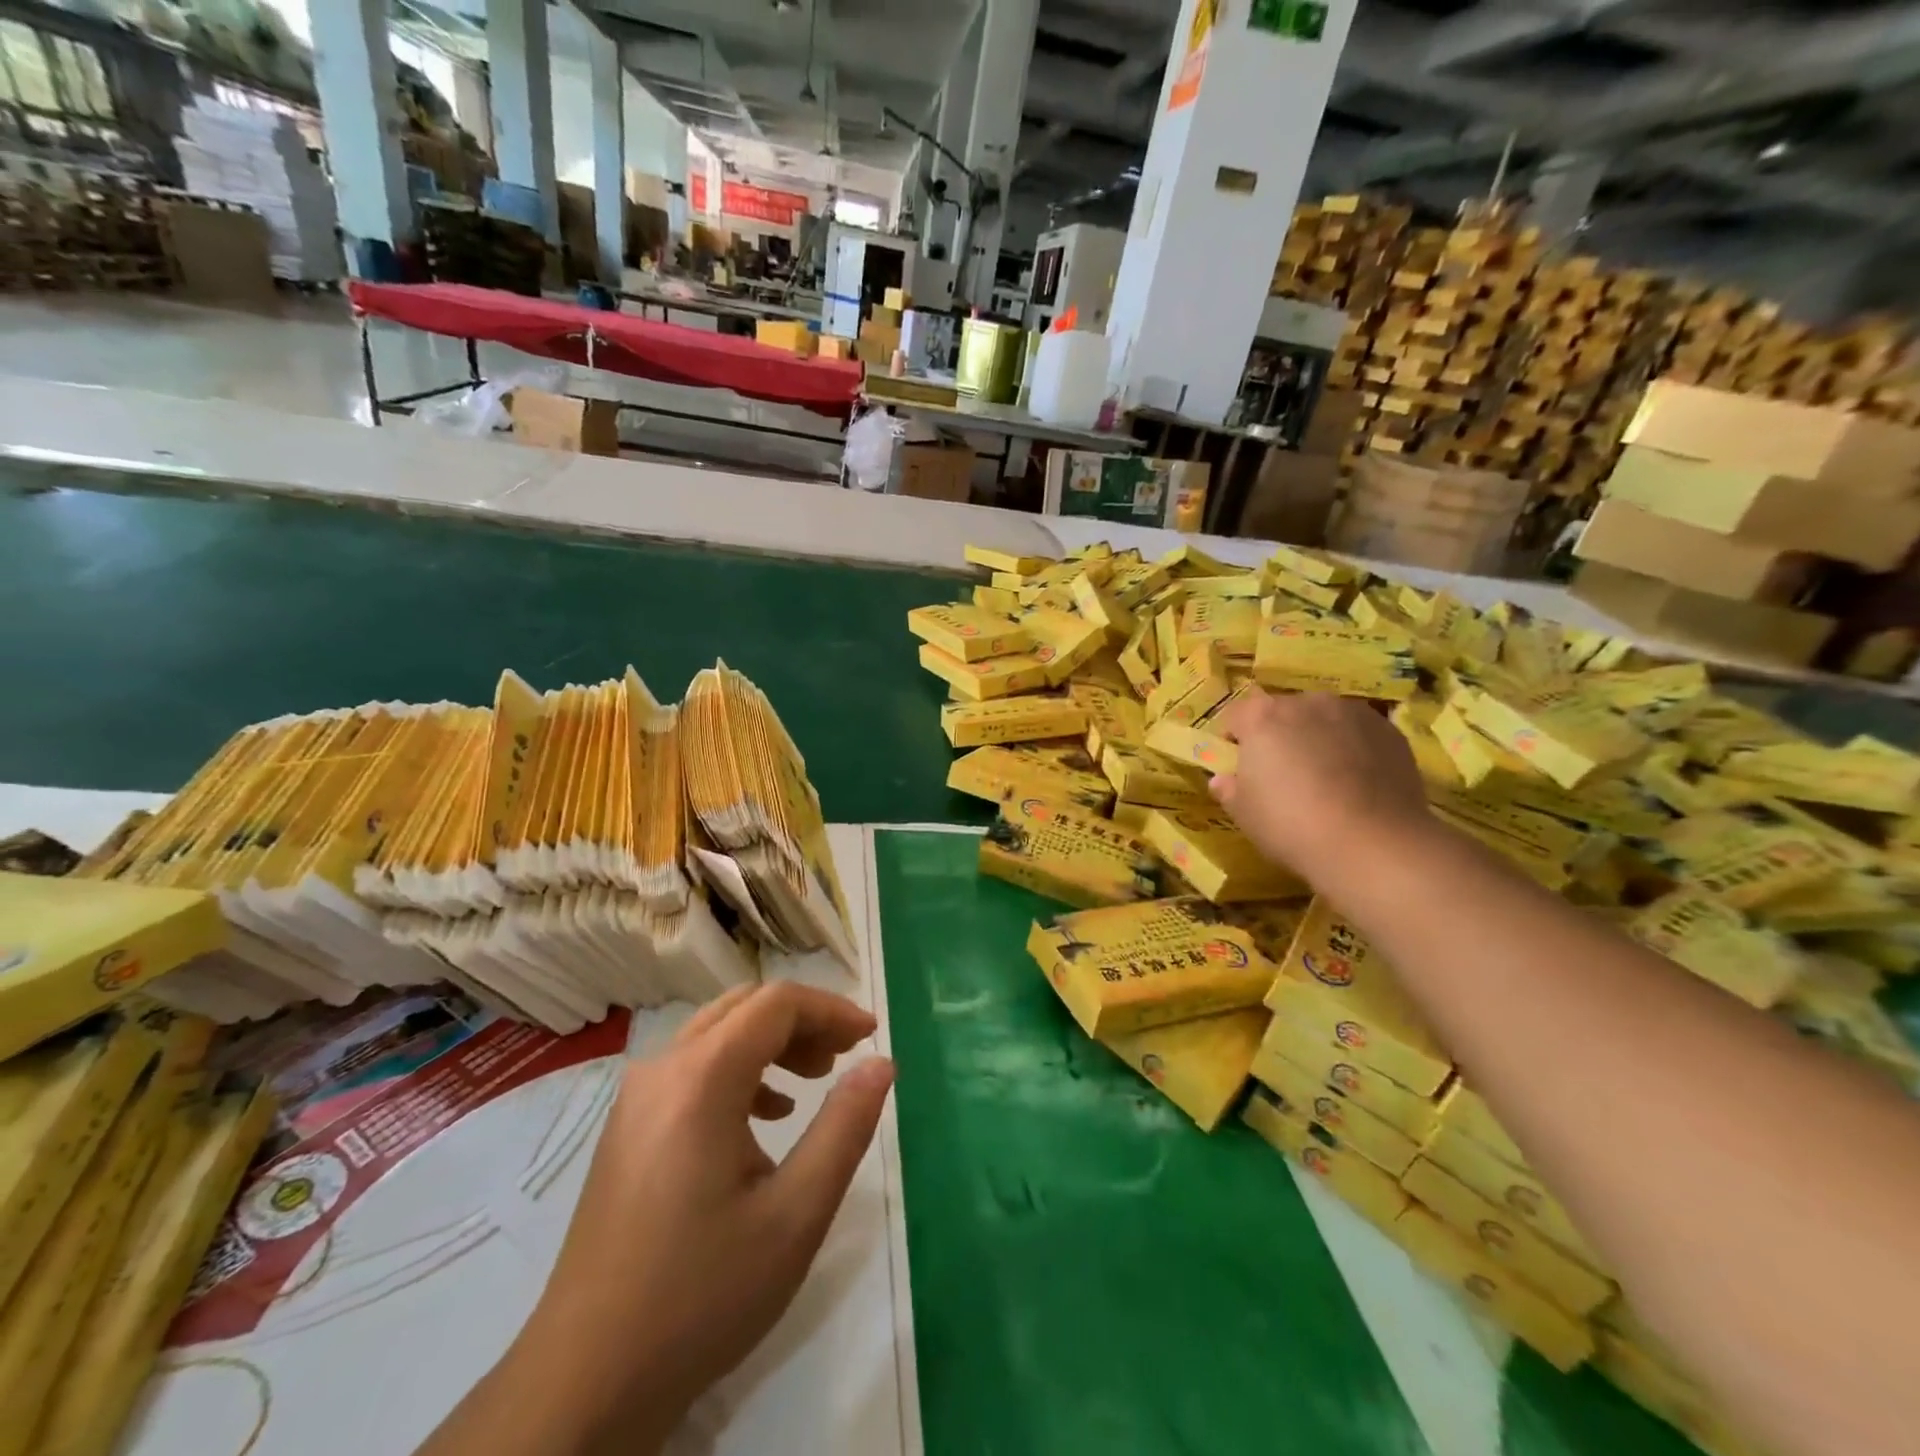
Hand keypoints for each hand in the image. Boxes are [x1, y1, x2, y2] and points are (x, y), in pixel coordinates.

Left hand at [518, 982, 894, 1451]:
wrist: (586, 1381)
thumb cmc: (701, 1295)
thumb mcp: (795, 1215)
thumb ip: (845, 1127)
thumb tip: (881, 1063)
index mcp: (701, 1078)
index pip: (777, 1004)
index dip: (831, 1010)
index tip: (871, 1037)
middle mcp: (662, 1070)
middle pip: (745, 1009)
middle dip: (803, 1022)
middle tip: (845, 1057)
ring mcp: (636, 1098)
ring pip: (717, 1034)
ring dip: (772, 1043)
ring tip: (813, 1081)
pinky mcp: (627, 1128)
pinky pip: (692, 1067)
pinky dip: (739, 1069)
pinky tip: (765, 1118)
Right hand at [1211, 691, 1430, 875]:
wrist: (1373, 844)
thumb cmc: (1291, 824)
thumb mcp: (1244, 814)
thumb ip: (1228, 789)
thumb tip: (1223, 779)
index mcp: (1263, 716)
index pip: (1235, 716)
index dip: (1233, 740)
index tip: (1237, 767)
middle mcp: (1307, 702)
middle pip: (1282, 713)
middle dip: (1278, 737)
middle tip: (1281, 775)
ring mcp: (1353, 713)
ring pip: (1323, 720)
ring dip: (1317, 739)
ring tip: (1325, 779)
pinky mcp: (1390, 732)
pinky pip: (1358, 735)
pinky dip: (1352, 750)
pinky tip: (1356, 785)